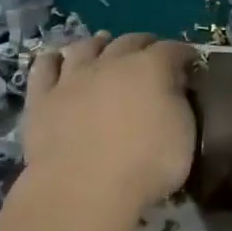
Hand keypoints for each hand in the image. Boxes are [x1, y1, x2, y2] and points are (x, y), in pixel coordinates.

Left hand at [22, 33, 195, 210]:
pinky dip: (53, 60)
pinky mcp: (41, 97)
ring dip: (98, 43)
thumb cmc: (145, 166)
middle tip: (151, 52)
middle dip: (144, 43)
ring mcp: (72, 78)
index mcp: (151, 69)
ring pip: (85, 47)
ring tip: (103, 44)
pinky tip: (56, 60)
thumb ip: (179, 105)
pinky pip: (44, 68)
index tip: (190, 61)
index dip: (182, 53)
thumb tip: (174, 89)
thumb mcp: (185, 137)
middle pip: (129, 41)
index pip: (171, 49)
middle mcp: (111, 63)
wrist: (83, 189)